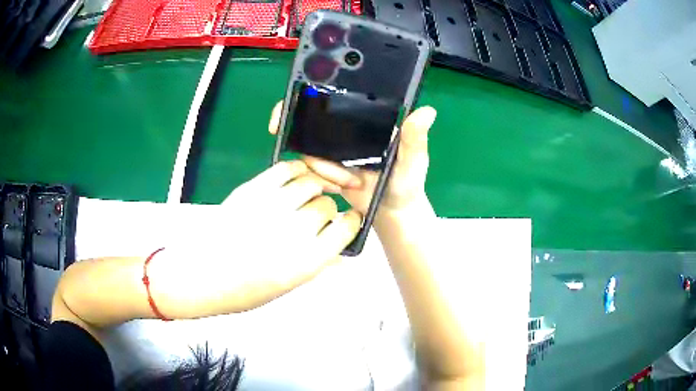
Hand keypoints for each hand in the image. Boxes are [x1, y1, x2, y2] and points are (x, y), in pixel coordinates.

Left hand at [152, 161, 361, 316]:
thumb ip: (317, 265)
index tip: (348, 219)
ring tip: (311, 192)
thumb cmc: (243, 291)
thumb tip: (341, 254)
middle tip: (319, 213)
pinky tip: (298, 176)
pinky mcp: (251, 191)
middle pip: (326, 205)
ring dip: (316, 186)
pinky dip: (298, 169)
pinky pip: (285, 169)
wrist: (200, 277)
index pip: (345, 228)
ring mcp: (270, 208)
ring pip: (310, 183)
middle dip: (328, 208)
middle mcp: (292, 232)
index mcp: (305, 262)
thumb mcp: (286, 288)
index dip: (351, 221)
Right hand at [268, 102, 436, 215]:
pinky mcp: (325, 168)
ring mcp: (333, 149)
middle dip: (304, 132)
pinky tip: (339, 187)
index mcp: (366, 119)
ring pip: (308, 148)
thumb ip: (415, 138)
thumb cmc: (407, 183)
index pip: (337, 100)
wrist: (391, 212)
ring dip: (324, 168)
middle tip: (320, 155)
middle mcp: (346, 129)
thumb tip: (428, 111)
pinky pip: (309, 168)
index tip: (299, 103)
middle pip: (312, 121)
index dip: (314, 98)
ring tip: (351, 181)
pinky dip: (320, 178)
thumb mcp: (414, 160)